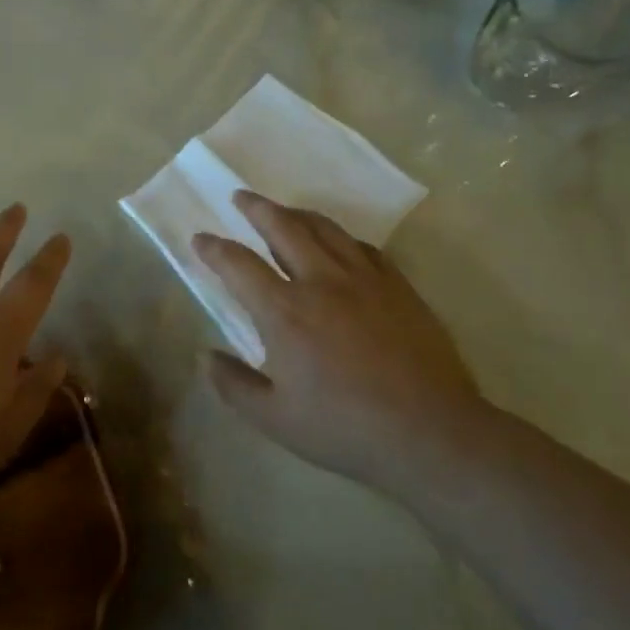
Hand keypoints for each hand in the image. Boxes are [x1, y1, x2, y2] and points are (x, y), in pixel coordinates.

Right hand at [193, 191, 483, 486]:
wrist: (429, 432)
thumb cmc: (345, 428)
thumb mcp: (275, 419)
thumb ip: (234, 385)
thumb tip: (205, 356)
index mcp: (284, 312)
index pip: (238, 265)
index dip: (214, 248)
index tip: (200, 238)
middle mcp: (320, 282)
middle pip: (283, 227)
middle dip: (256, 208)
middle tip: (241, 197)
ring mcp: (363, 279)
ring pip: (324, 228)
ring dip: (297, 213)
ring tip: (284, 210)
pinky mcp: (397, 286)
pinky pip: (362, 246)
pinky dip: (340, 237)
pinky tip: (338, 243)